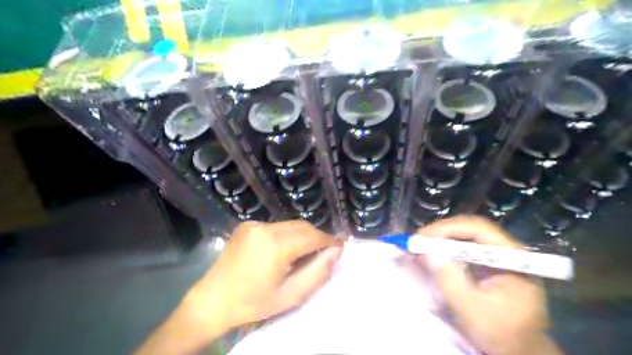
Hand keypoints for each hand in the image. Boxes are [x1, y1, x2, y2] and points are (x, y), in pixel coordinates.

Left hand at [196, 219, 345, 329]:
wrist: (213, 300)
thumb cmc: (253, 303)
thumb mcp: (290, 295)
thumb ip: (317, 272)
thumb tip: (335, 252)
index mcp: (275, 246)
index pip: (312, 236)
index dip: (329, 240)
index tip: (340, 246)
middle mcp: (265, 228)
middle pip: (302, 226)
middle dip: (317, 237)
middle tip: (325, 252)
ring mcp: (254, 224)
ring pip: (290, 225)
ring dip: (302, 235)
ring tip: (306, 253)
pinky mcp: (247, 225)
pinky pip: (276, 226)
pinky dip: (287, 235)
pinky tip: (284, 250)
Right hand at [416, 216, 562, 354]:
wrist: (520, 353)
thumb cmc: (502, 335)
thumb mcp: (473, 310)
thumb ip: (450, 280)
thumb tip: (427, 251)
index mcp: (512, 257)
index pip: (478, 229)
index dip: (448, 228)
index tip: (423, 236)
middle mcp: (505, 252)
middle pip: (469, 231)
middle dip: (441, 234)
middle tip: (417, 241)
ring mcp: (495, 259)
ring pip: (464, 239)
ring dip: (440, 242)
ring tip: (419, 248)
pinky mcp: (486, 267)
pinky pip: (462, 252)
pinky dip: (444, 253)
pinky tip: (430, 258)